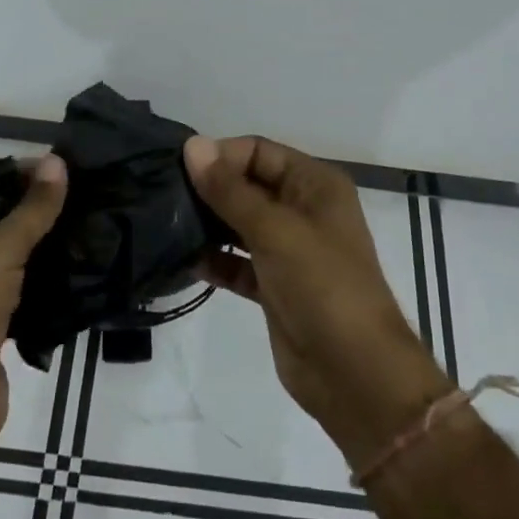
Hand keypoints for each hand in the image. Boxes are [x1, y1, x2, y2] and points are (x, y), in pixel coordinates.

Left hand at [0, 155, 66, 464]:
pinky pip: (26, 289)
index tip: (61, 167)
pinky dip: (48, 278)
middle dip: (36, 204)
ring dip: (45, 241)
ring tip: (89, 225)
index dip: (15, 170)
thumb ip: (29, 211)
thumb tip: (56, 161)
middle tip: (84, 194)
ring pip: (15, 254)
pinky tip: (81, 270)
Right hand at [184, 135, 451, 468]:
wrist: (355, 374)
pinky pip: (238, 262)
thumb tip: (192, 145)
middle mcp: (303, 210)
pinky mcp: (275, 286)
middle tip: (163, 196)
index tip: (178, 170)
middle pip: (247, 185)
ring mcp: (289, 250)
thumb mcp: (275, 230)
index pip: (259, 152)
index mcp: (315, 184)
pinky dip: (216, 260)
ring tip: (167, 226)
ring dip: (208, 224)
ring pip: (240, 224)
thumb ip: (229, 190)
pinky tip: (186, 261)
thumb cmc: (322, 286)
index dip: (221, 156)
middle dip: (210, 189)